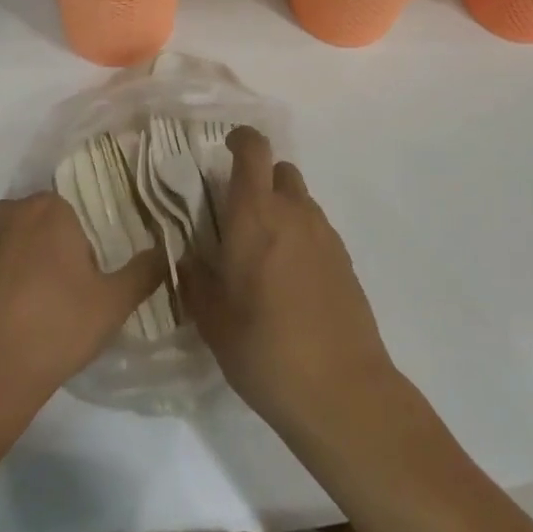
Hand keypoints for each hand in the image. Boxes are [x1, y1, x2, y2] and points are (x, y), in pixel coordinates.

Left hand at [0, 191, 161, 431]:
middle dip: (48, 253)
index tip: (83, 284)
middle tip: (57, 300)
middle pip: (38, 226)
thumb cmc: (51, 331)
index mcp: (49, 209)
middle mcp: (7, 210)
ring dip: (15, 266)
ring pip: (6, 244)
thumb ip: (144, 272)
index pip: (73, 216)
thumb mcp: (111, 306)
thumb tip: (168, 249)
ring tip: (22, 315)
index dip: (81, 250)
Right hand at [183, 129, 395, 434]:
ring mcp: (325, 234)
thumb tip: (187, 257)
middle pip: (279, 170)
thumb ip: (195, 279)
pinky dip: (299, 235)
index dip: (239, 139)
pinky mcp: (345, 260)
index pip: (253, 150)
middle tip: (236, 213)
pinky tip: (288, 279)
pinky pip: (316, 228)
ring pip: (299, 199)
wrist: (342, 391)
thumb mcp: (212, 319)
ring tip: (261, 252)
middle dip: (258, 179)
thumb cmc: (265, 350)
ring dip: (280, 208)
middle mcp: (294, 212)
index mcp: (255, 215)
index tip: (224, 150)